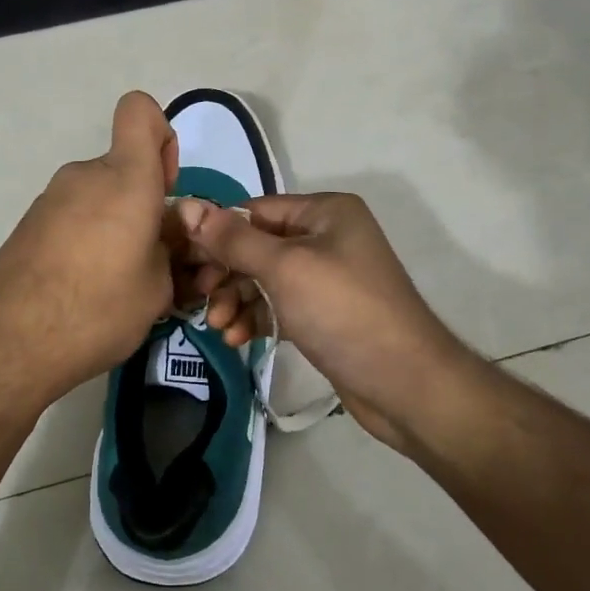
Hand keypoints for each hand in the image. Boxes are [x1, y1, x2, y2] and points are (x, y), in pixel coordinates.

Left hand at [0, 91, 180, 409]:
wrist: (7, 344)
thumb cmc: (97, 309)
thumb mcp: (157, 289)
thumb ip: (168, 250)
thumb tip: (160, 237)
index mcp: (125, 179)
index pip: (140, 111)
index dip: (160, 135)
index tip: (164, 185)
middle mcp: (84, 176)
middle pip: (123, 168)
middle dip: (142, 203)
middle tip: (150, 259)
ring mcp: (50, 200)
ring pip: (99, 197)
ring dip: (114, 226)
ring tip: (116, 284)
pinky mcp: (28, 225)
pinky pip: (73, 218)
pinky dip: (86, 240)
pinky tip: (82, 288)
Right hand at [175, 192, 474, 454]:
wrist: (405, 383)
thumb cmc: (343, 311)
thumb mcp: (284, 268)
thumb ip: (233, 239)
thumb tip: (186, 207)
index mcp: (324, 212)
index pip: (255, 211)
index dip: (217, 233)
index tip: (184, 261)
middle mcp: (327, 237)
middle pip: (257, 246)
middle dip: (226, 273)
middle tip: (200, 299)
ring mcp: (327, 277)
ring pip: (264, 279)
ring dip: (237, 300)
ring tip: (219, 327)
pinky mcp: (324, 314)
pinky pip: (279, 306)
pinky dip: (257, 318)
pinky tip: (238, 339)